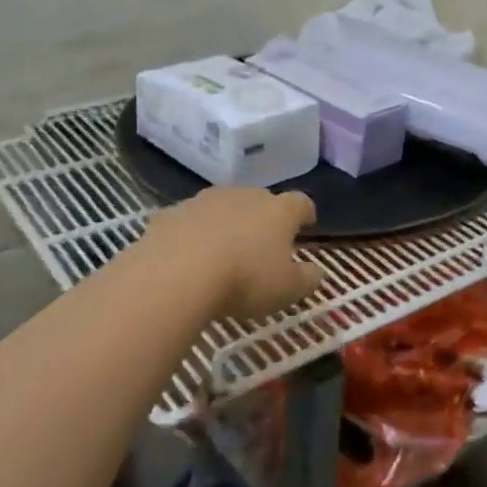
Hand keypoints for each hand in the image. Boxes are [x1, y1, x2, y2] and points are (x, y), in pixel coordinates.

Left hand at [139, 187, 325, 319]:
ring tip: (223, 252)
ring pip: (222, 207)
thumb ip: (307, 279)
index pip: (300, 202)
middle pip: (259, 200)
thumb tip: (317, 272)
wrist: (175, 276)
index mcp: (278, 211)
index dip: (305, 213)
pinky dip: (192, 235)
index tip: (306, 224)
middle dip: (263, 218)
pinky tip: (188, 258)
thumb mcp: (288, 290)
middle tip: (263, 244)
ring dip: (226, 224)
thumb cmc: (244, 280)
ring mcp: (203, 201)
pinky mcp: (170, 214)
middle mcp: (243, 196)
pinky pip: (188, 222)